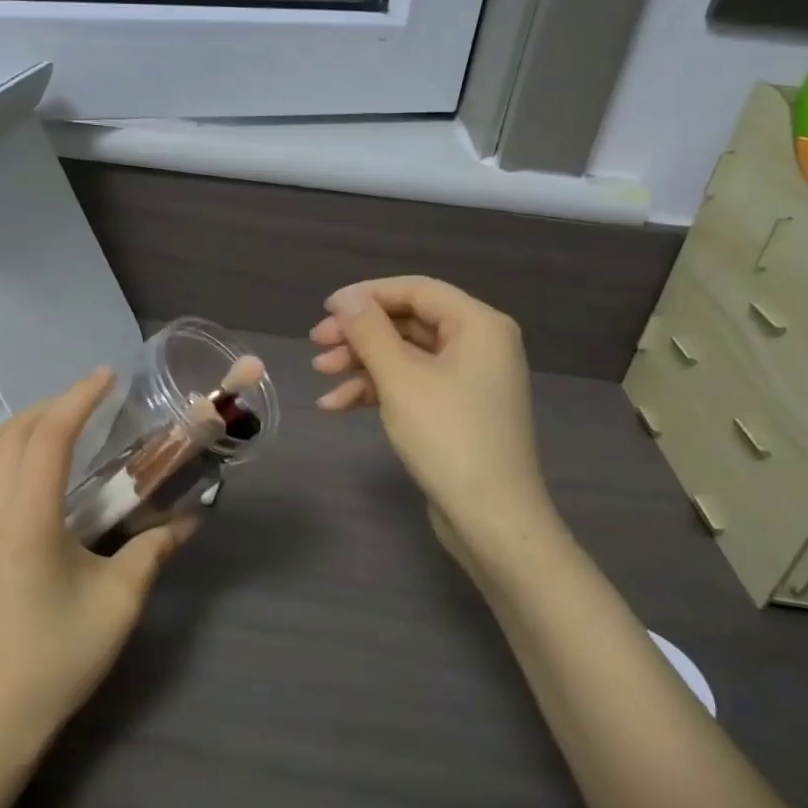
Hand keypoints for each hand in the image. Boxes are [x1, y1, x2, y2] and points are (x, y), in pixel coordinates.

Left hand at [0, 368, 192, 750]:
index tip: (106, 377)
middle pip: (12, 434)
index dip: (78, 400)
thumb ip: (155, 547)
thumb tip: (192, 517)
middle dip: (53, 406)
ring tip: (61, 422)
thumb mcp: (120, 599)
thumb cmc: (62, 654)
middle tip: (92, 400)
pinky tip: (28, 463)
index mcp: (25, 521)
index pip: (48, 438)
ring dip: (23, 424)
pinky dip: (1, 449)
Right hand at [310, 277, 549, 558]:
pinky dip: (375, 391)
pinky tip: (336, 406)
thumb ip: (370, 332)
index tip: (325, 309)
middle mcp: (478, 344)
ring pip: (405, 355)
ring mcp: (467, 380)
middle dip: (359, 334)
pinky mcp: (455, 410)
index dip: (368, 295)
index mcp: (478, 325)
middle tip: (316, 343)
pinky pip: (411, 385)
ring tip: (320, 374)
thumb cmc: (447, 436)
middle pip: (408, 322)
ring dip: (361, 363)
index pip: (417, 290)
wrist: (491, 517)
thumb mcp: (401, 378)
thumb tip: (347, 299)